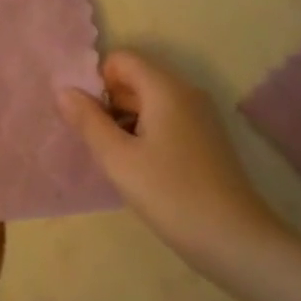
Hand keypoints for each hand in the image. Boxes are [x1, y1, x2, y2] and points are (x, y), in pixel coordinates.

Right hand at [57, 50, 286, 281]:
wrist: (236, 241)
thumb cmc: (171, 194)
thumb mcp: (119, 159)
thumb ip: (88, 121)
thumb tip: (64, 90)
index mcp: (165, 88)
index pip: (121, 59)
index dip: (97, 81)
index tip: (86, 118)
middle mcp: (186, 92)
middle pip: (136, 79)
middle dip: (109, 103)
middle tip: (95, 143)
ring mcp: (200, 116)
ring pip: (150, 102)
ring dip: (126, 121)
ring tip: (115, 160)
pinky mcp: (207, 140)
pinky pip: (166, 120)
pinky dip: (146, 134)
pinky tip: (140, 169)